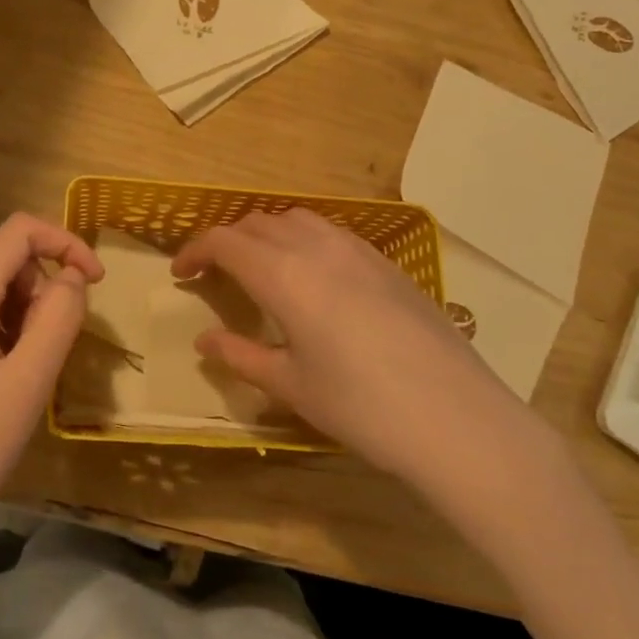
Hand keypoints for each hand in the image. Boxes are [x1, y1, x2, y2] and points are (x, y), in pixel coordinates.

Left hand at [0, 213, 103, 565]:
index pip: (20, 231)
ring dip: (14, 310)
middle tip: (45, 351)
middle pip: (1, 259)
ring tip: (15, 371)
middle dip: (37, 290)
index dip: (65, 243)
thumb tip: (71, 275)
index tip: (94, 282)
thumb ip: (58, 317)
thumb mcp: (26, 387)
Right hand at [171, 209, 532, 484]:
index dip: (195, 251)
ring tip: (261, 269)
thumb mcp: (292, 386)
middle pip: (258, 223)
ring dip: (267, 234)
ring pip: (297, 220)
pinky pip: (331, 232)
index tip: (180, 273)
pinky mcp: (387, 262)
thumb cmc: (363, 407)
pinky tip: (313, 277)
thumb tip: (204, 340)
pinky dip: (304, 241)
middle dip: (228, 241)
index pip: (225, 241)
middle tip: (214, 273)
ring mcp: (358, 249)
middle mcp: (317, 248)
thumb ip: (241, 356)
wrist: (458, 418)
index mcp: (284, 275)